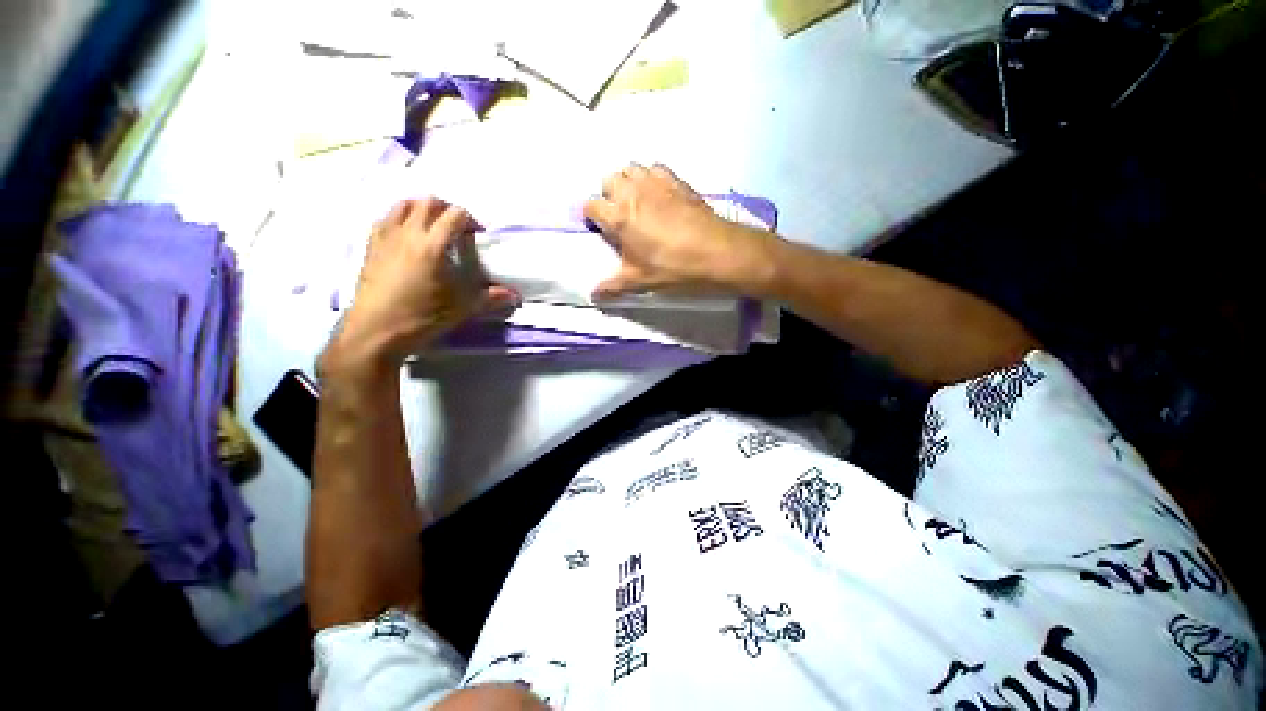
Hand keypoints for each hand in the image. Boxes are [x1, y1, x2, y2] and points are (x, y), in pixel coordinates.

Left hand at [325, 198, 518, 371]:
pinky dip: (401, 218)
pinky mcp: (371, 245)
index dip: (470, 219)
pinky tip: (408, 236)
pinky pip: (386, 218)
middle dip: (447, 209)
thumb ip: (490, 298)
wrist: (376, 331)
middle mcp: (408, 233)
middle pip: (429, 202)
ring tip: (433, 227)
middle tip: (458, 228)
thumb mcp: (461, 308)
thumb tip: (515, 296)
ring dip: (423, 209)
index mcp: (432, 246)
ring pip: (404, 204)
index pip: (455, 215)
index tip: (478, 234)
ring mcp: (386, 237)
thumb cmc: (421, 317)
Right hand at [583, 163, 764, 298]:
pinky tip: (659, 195)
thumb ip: (613, 287)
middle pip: (609, 180)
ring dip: (628, 182)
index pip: (591, 205)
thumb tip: (594, 296)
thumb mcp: (640, 281)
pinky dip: (650, 177)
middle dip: (609, 195)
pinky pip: (654, 168)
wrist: (715, 251)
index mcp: (619, 216)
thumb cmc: (673, 267)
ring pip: (631, 169)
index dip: (592, 216)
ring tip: (638, 203)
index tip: (601, 228)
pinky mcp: (675, 179)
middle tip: (621, 216)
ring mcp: (655, 181)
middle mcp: (632, 191)